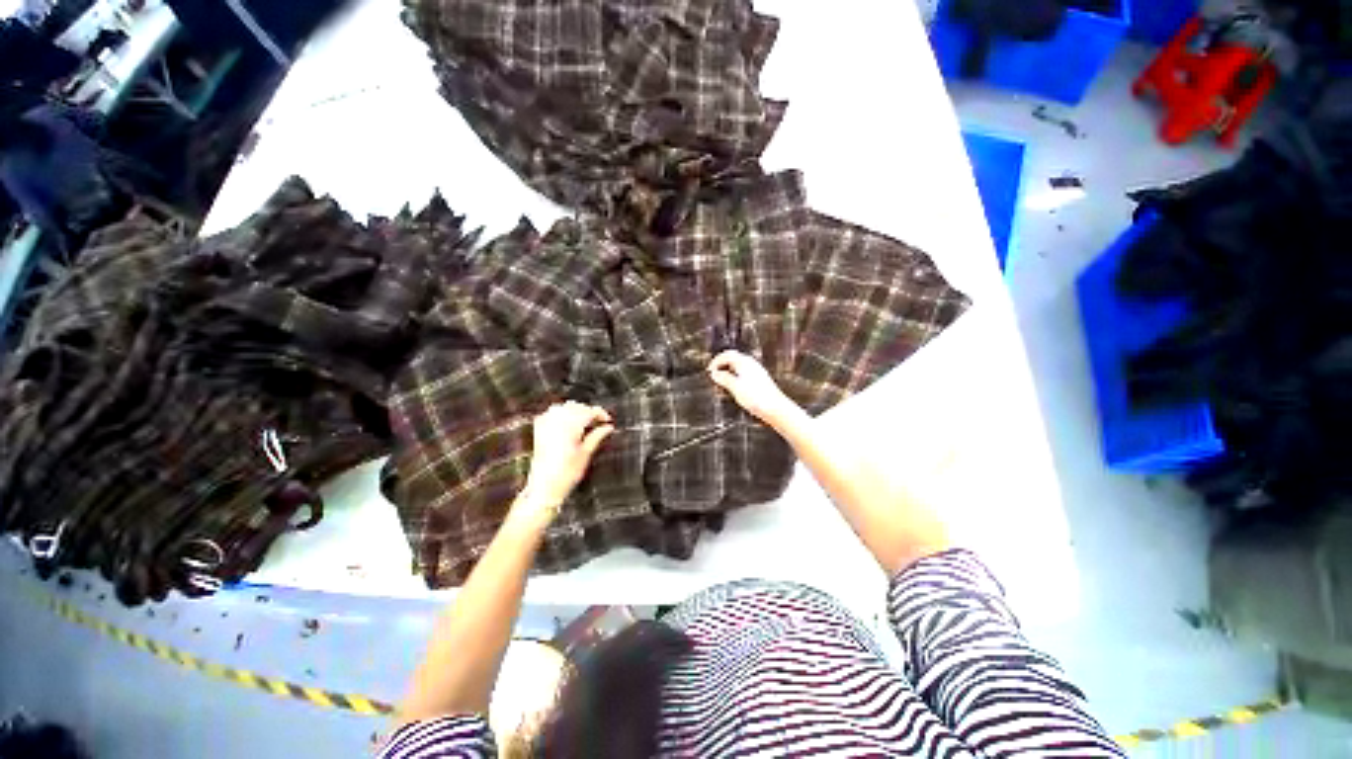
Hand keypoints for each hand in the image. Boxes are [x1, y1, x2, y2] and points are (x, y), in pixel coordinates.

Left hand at [519, 402, 613, 521]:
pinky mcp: (539, 430)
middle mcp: (557, 422)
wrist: (544, 487)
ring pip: (563, 407)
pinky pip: (550, 413)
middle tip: (598, 422)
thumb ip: (596, 436)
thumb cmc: (567, 473)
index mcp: (571, 427)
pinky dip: (560, 413)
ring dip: (575, 410)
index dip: (600, 414)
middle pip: (576, 407)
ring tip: (584, 421)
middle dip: (588, 411)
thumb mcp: (586, 454)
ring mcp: (546, 425)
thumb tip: (608, 427)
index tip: (608, 420)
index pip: (589, 412)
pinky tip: (566, 421)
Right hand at [707, 351, 799, 428]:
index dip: (716, 361)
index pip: (727, 354)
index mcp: (744, 363)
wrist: (776, 408)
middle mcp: (751, 364)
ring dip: (729, 371)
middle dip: (722, 365)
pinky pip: (744, 373)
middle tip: (714, 374)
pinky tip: (734, 387)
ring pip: (739, 366)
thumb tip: (715, 373)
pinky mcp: (760, 380)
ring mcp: (757, 371)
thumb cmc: (756, 398)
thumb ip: (724, 379)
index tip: (709, 370)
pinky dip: (735, 376)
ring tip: (722, 381)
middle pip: (734, 358)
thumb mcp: (735, 387)